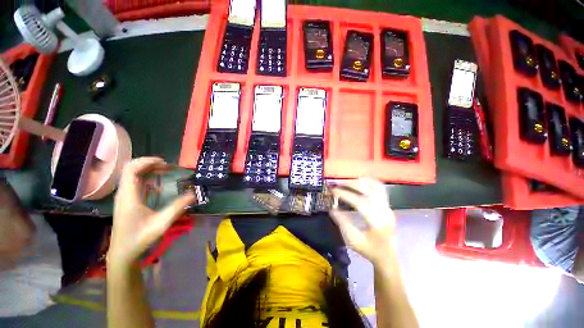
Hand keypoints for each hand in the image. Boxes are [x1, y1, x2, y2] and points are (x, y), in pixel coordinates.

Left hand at [108, 157, 195, 266]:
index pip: (132, 169)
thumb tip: (194, 194)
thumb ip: (178, 207)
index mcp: (128, 195)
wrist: (122, 252)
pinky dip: (147, 178)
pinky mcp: (126, 201)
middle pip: (131, 169)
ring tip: (165, 172)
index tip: (165, 162)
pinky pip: (134, 182)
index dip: (147, 162)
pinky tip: (158, 185)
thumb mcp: (161, 223)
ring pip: (132, 175)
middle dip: (150, 164)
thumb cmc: (139, 237)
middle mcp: (124, 193)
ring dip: (148, 170)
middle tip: (168, 167)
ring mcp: (124, 197)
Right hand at [329, 178, 396, 265]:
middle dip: (351, 184)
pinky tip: (359, 182)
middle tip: (337, 183)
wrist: (387, 257)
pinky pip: (380, 189)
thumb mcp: (352, 240)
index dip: (345, 195)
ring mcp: (388, 207)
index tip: (333, 190)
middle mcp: (385, 212)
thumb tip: (331, 207)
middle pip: (369, 191)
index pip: (360, 203)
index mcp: (377, 223)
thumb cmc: (369, 250)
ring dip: (361, 181)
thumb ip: (342, 222)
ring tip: (347, 181)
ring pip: (377, 187)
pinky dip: (369, 183)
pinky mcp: (388, 206)